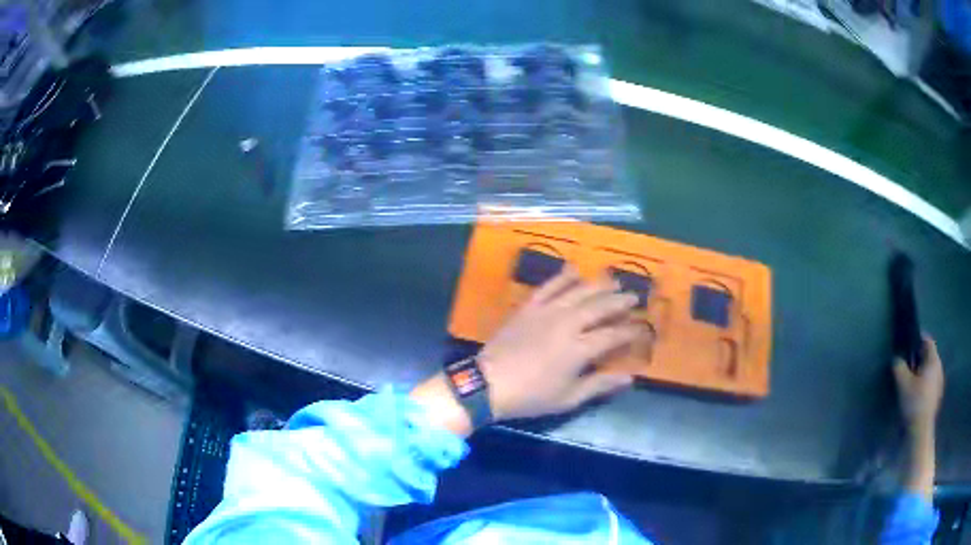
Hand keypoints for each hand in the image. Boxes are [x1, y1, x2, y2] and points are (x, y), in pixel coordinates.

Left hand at [477, 267, 644, 421]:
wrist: (488, 383)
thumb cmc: (530, 396)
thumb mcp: (568, 398)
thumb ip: (600, 385)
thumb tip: (630, 377)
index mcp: (579, 349)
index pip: (613, 335)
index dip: (630, 331)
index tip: (641, 327)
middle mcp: (567, 324)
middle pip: (600, 307)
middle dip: (620, 301)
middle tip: (634, 296)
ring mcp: (547, 312)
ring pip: (578, 291)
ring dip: (598, 284)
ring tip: (613, 280)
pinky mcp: (529, 307)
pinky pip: (549, 286)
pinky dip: (563, 276)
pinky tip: (574, 270)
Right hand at [892, 336, 944, 437]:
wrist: (920, 431)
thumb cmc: (914, 403)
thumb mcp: (903, 384)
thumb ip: (899, 368)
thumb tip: (896, 359)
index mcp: (933, 360)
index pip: (928, 341)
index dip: (919, 339)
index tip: (909, 341)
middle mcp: (939, 368)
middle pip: (930, 357)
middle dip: (920, 358)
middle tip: (909, 363)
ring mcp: (939, 384)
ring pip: (930, 371)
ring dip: (922, 372)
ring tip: (912, 380)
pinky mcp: (936, 398)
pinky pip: (931, 384)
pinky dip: (924, 384)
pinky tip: (916, 394)